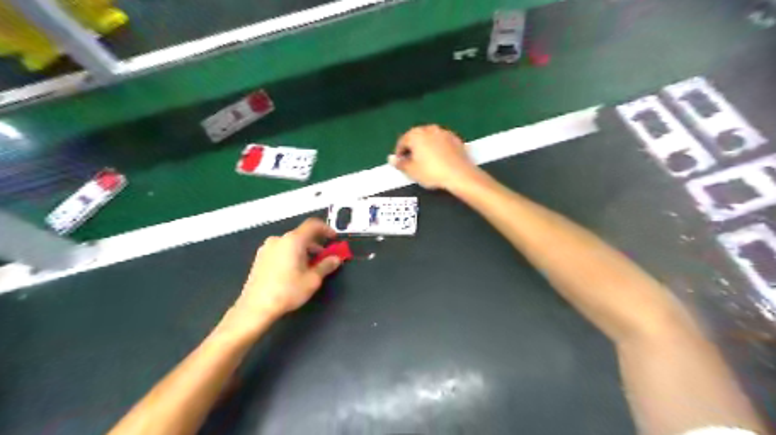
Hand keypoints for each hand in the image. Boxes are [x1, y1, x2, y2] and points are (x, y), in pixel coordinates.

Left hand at [229, 221, 340, 325]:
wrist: (255, 307)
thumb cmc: (288, 291)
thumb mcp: (313, 279)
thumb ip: (326, 265)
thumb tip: (336, 259)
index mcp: (293, 240)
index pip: (312, 225)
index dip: (326, 229)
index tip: (334, 238)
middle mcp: (279, 239)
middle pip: (301, 235)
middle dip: (316, 244)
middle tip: (324, 257)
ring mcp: (267, 248)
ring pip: (291, 243)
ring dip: (303, 250)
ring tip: (310, 266)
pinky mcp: (259, 258)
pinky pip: (281, 250)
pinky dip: (291, 254)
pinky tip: (294, 270)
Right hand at [392, 123, 483, 187]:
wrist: (459, 174)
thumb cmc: (432, 172)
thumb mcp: (412, 171)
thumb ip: (400, 164)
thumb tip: (391, 159)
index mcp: (416, 134)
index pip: (402, 141)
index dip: (399, 153)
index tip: (400, 163)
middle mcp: (429, 129)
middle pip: (416, 137)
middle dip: (413, 148)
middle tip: (412, 162)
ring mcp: (444, 132)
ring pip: (430, 138)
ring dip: (426, 147)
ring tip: (426, 161)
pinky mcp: (456, 138)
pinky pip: (442, 142)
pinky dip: (438, 148)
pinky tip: (440, 160)